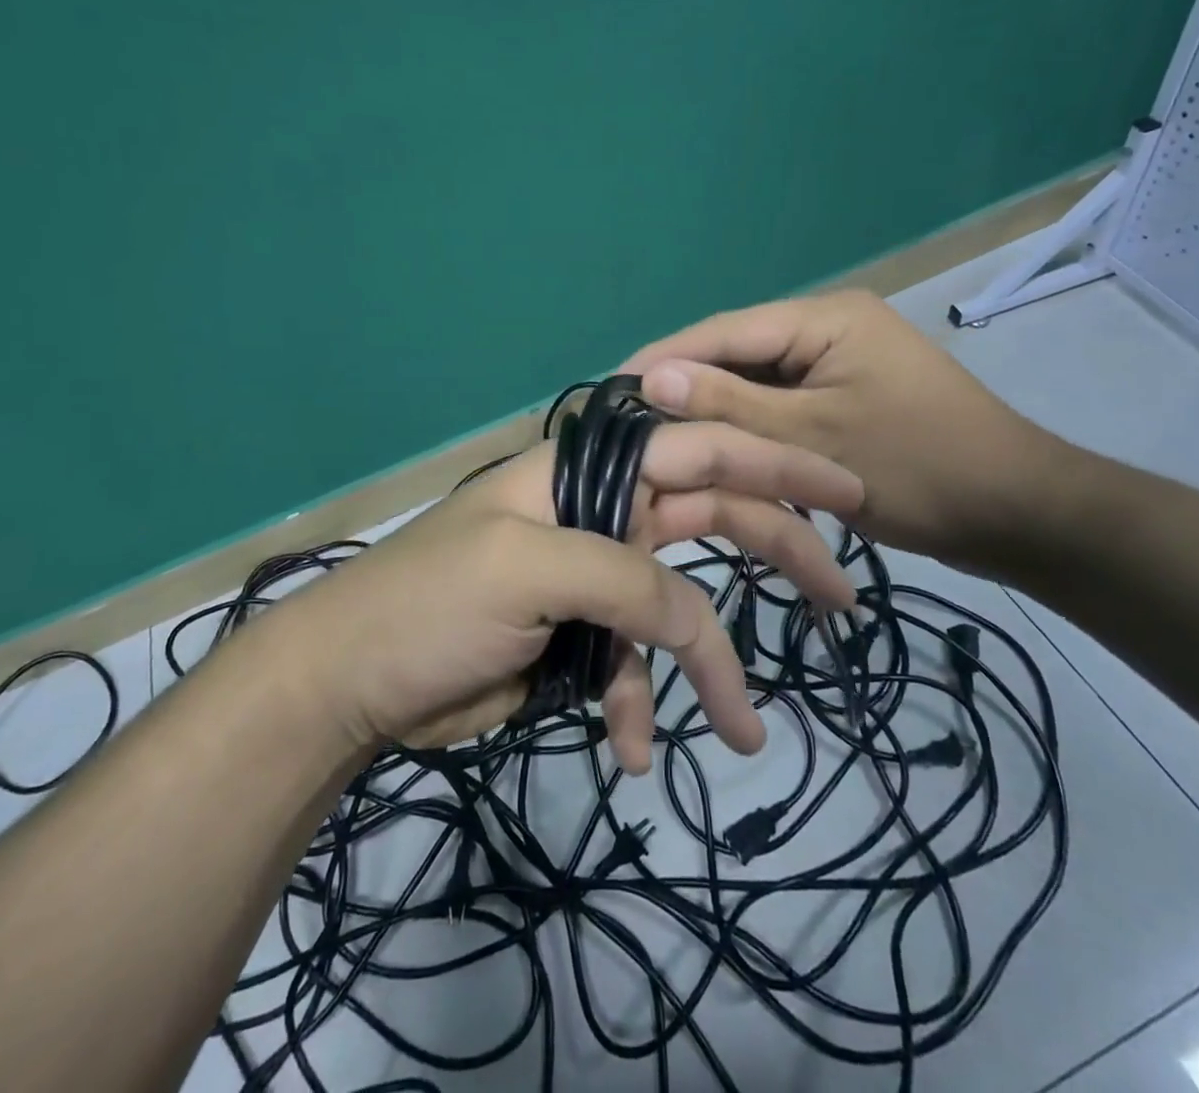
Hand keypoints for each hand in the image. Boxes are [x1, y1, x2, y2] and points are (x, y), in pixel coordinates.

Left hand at [272, 423, 864, 774]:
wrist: (352, 682)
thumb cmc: (430, 604)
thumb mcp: (529, 572)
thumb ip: (626, 581)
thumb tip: (697, 621)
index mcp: (587, 473)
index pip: (696, 449)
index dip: (774, 464)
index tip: (846, 493)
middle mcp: (601, 512)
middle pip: (708, 520)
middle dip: (776, 553)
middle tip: (841, 597)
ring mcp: (594, 575)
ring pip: (678, 608)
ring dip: (707, 666)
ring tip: (741, 728)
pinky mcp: (581, 635)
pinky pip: (634, 663)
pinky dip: (639, 703)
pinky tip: (630, 749)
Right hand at [621, 290, 1068, 572]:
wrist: (1019, 516)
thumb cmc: (919, 469)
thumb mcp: (812, 438)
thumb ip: (729, 403)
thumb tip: (650, 377)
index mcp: (824, 317)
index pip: (724, 329)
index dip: (665, 357)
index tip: (609, 386)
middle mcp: (827, 329)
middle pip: (738, 353)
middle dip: (687, 386)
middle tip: (628, 421)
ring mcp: (838, 365)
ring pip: (757, 384)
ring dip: (716, 410)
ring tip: (657, 437)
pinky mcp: (844, 400)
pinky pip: (782, 407)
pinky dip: (750, 429)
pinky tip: (712, 449)